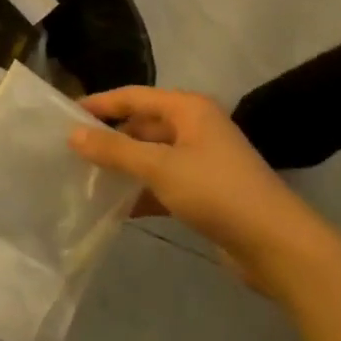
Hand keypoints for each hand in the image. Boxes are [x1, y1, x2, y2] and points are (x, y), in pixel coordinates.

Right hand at [68, 87, 335, 297]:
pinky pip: (162, 183)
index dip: (100, 104)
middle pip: (142, 125)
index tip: (65, 115)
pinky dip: (140, 192)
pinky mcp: (204, 191)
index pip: (134, 96)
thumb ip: (114, 150)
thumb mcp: (159, 166)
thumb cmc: (216, 191)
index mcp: (188, 109)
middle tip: (71, 152)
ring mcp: (201, 160)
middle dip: (110, 138)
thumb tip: (73, 134)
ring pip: (151, 156)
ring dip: (123, 168)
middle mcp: (195, 127)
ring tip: (85, 179)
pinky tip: (114, 208)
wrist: (275, 243)